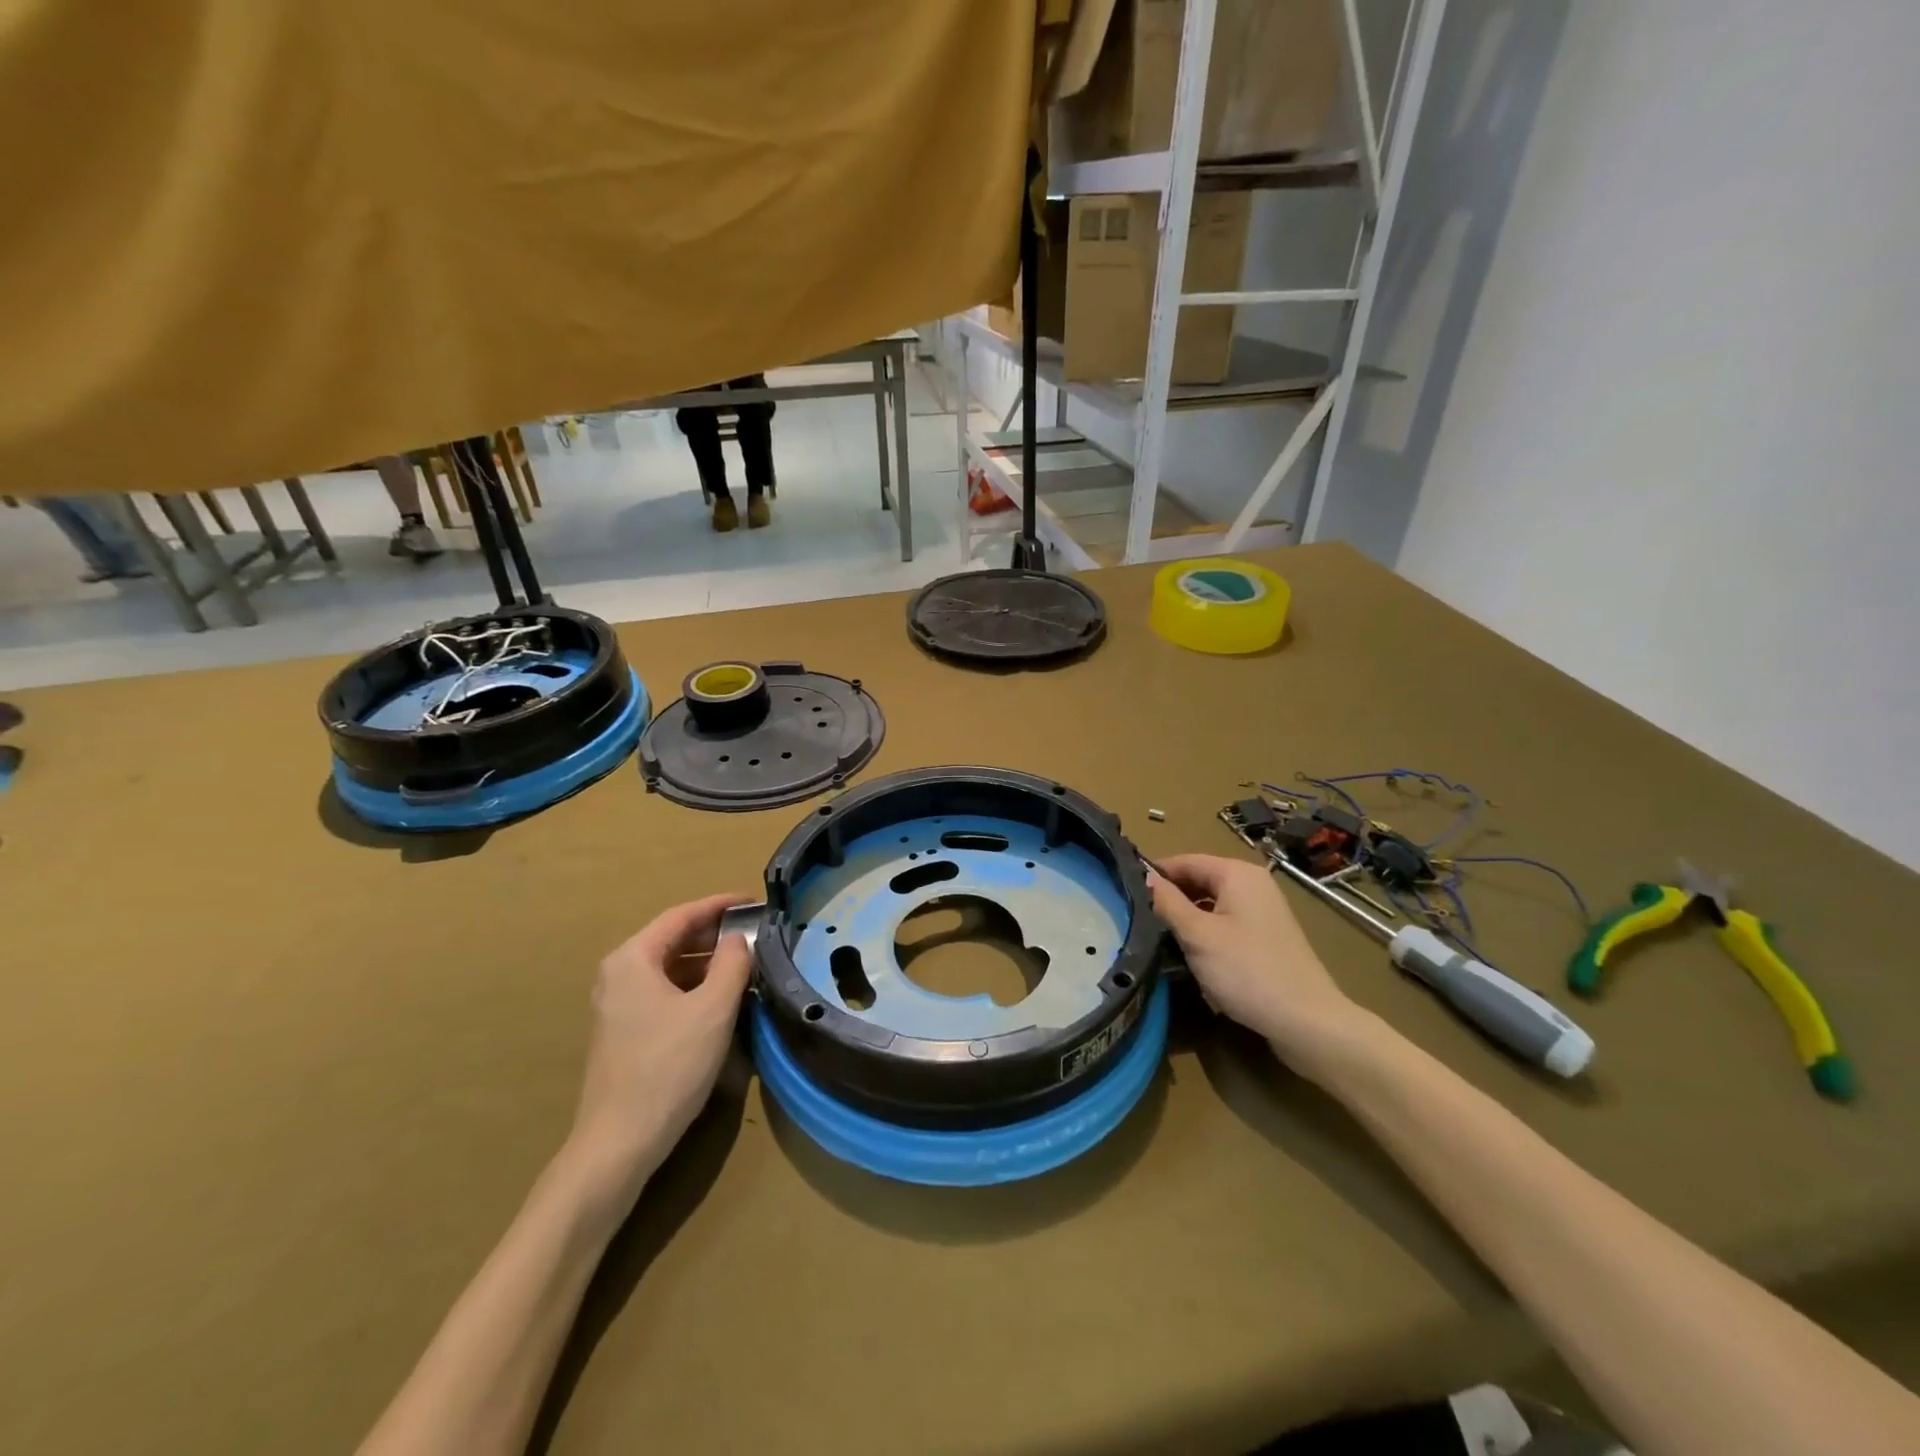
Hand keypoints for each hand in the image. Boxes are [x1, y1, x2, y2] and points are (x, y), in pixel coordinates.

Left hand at [565, 893, 755, 1199]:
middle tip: (757, 934)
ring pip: (671, 968)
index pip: (682, 915)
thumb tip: (739, 939)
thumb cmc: (669, 1067)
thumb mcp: (713, 1009)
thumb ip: (732, 963)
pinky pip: (665, 992)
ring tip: (748, 965)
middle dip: (716, 934)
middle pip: (674, 939)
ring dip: (709, 963)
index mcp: (633, 959)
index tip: (755, 902)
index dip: (721, 905)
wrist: (619, 1143)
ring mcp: (618, 1004)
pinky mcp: (625, 1031)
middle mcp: (619, 974)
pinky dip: (695, 987)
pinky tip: (723, 1000)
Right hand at [1151, 853, 1363, 1065]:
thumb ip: (1167, 902)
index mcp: (1237, 874)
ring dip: (1186, 922)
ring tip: (1158, 941)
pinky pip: (1225, 926)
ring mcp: (1262, 913)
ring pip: (1210, 907)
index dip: (1154, 875)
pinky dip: (1206, 937)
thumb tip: (1143, 875)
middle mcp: (1252, 885)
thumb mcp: (1198, 935)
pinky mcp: (1266, 939)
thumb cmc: (1248, 971)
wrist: (1308, 1023)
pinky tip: (1191, 959)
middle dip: (1170, 901)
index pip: (1184, 861)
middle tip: (1137, 921)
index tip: (1124, 894)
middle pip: (1198, 882)